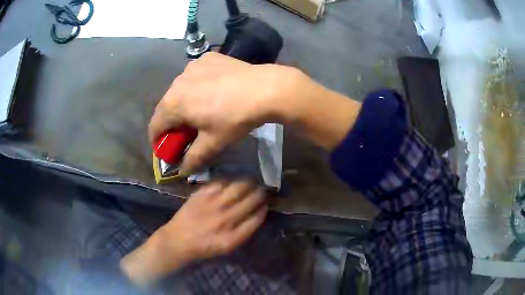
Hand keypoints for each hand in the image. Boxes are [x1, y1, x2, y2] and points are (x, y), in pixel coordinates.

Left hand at [120, 181, 267, 284]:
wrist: (178, 240)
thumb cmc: (205, 246)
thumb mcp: (228, 247)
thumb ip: (245, 231)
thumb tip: (258, 211)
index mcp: (233, 237)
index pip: (257, 217)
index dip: (264, 208)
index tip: (266, 203)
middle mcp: (225, 220)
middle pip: (251, 200)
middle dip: (261, 193)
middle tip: (262, 190)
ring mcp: (213, 205)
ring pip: (239, 187)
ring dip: (249, 183)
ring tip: (251, 182)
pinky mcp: (202, 194)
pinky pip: (222, 182)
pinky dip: (231, 180)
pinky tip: (234, 181)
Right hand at [148, 52, 300, 173]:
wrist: (264, 88)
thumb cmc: (234, 118)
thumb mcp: (213, 143)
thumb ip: (193, 159)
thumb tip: (182, 171)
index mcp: (172, 104)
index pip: (154, 126)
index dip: (157, 141)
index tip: (165, 149)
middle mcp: (176, 82)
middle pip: (167, 107)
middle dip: (172, 122)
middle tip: (186, 132)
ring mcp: (192, 66)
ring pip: (180, 89)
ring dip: (184, 102)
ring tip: (201, 109)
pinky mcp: (207, 58)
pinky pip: (195, 75)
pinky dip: (197, 85)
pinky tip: (213, 90)